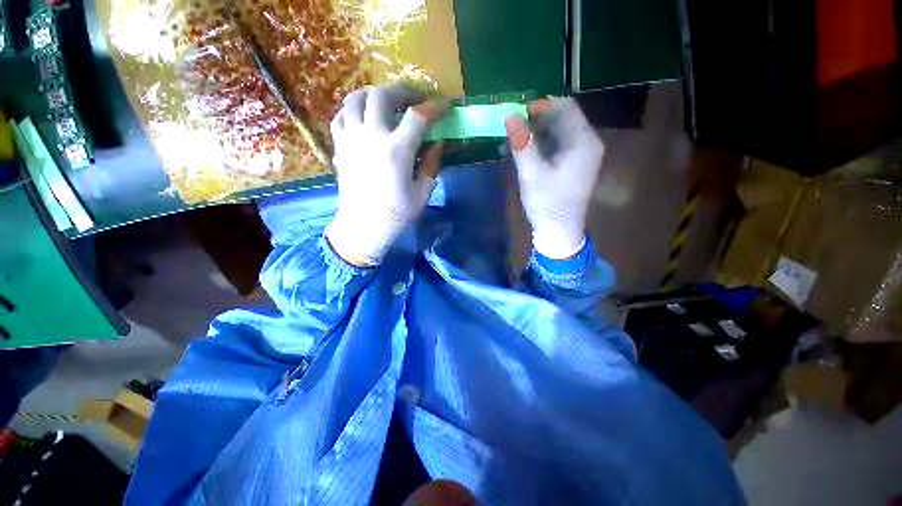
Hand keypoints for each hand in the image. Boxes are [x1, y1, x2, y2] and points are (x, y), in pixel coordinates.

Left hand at [325, 83, 444, 265]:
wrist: (362, 228)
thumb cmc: (396, 214)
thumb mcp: (422, 193)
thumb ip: (431, 165)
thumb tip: (438, 144)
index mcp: (396, 150)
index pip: (418, 116)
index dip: (435, 108)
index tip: (445, 107)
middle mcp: (371, 136)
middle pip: (383, 95)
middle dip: (403, 90)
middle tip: (415, 98)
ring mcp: (351, 138)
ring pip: (357, 98)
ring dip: (375, 94)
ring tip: (388, 102)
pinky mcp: (339, 146)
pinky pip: (343, 115)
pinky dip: (355, 110)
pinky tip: (365, 118)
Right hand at [505, 97, 603, 258]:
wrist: (559, 232)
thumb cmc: (547, 205)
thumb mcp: (532, 175)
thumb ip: (522, 145)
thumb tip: (510, 115)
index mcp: (583, 142)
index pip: (565, 107)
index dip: (540, 105)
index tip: (517, 115)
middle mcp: (588, 143)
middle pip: (563, 117)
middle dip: (537, 119)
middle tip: (513, 130)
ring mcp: (583, 154)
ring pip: (560, 130)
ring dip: (538, 131)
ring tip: (516, 141)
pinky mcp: (575, 164)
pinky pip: (559, 143)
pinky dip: (542, 143)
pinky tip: (527, 151)